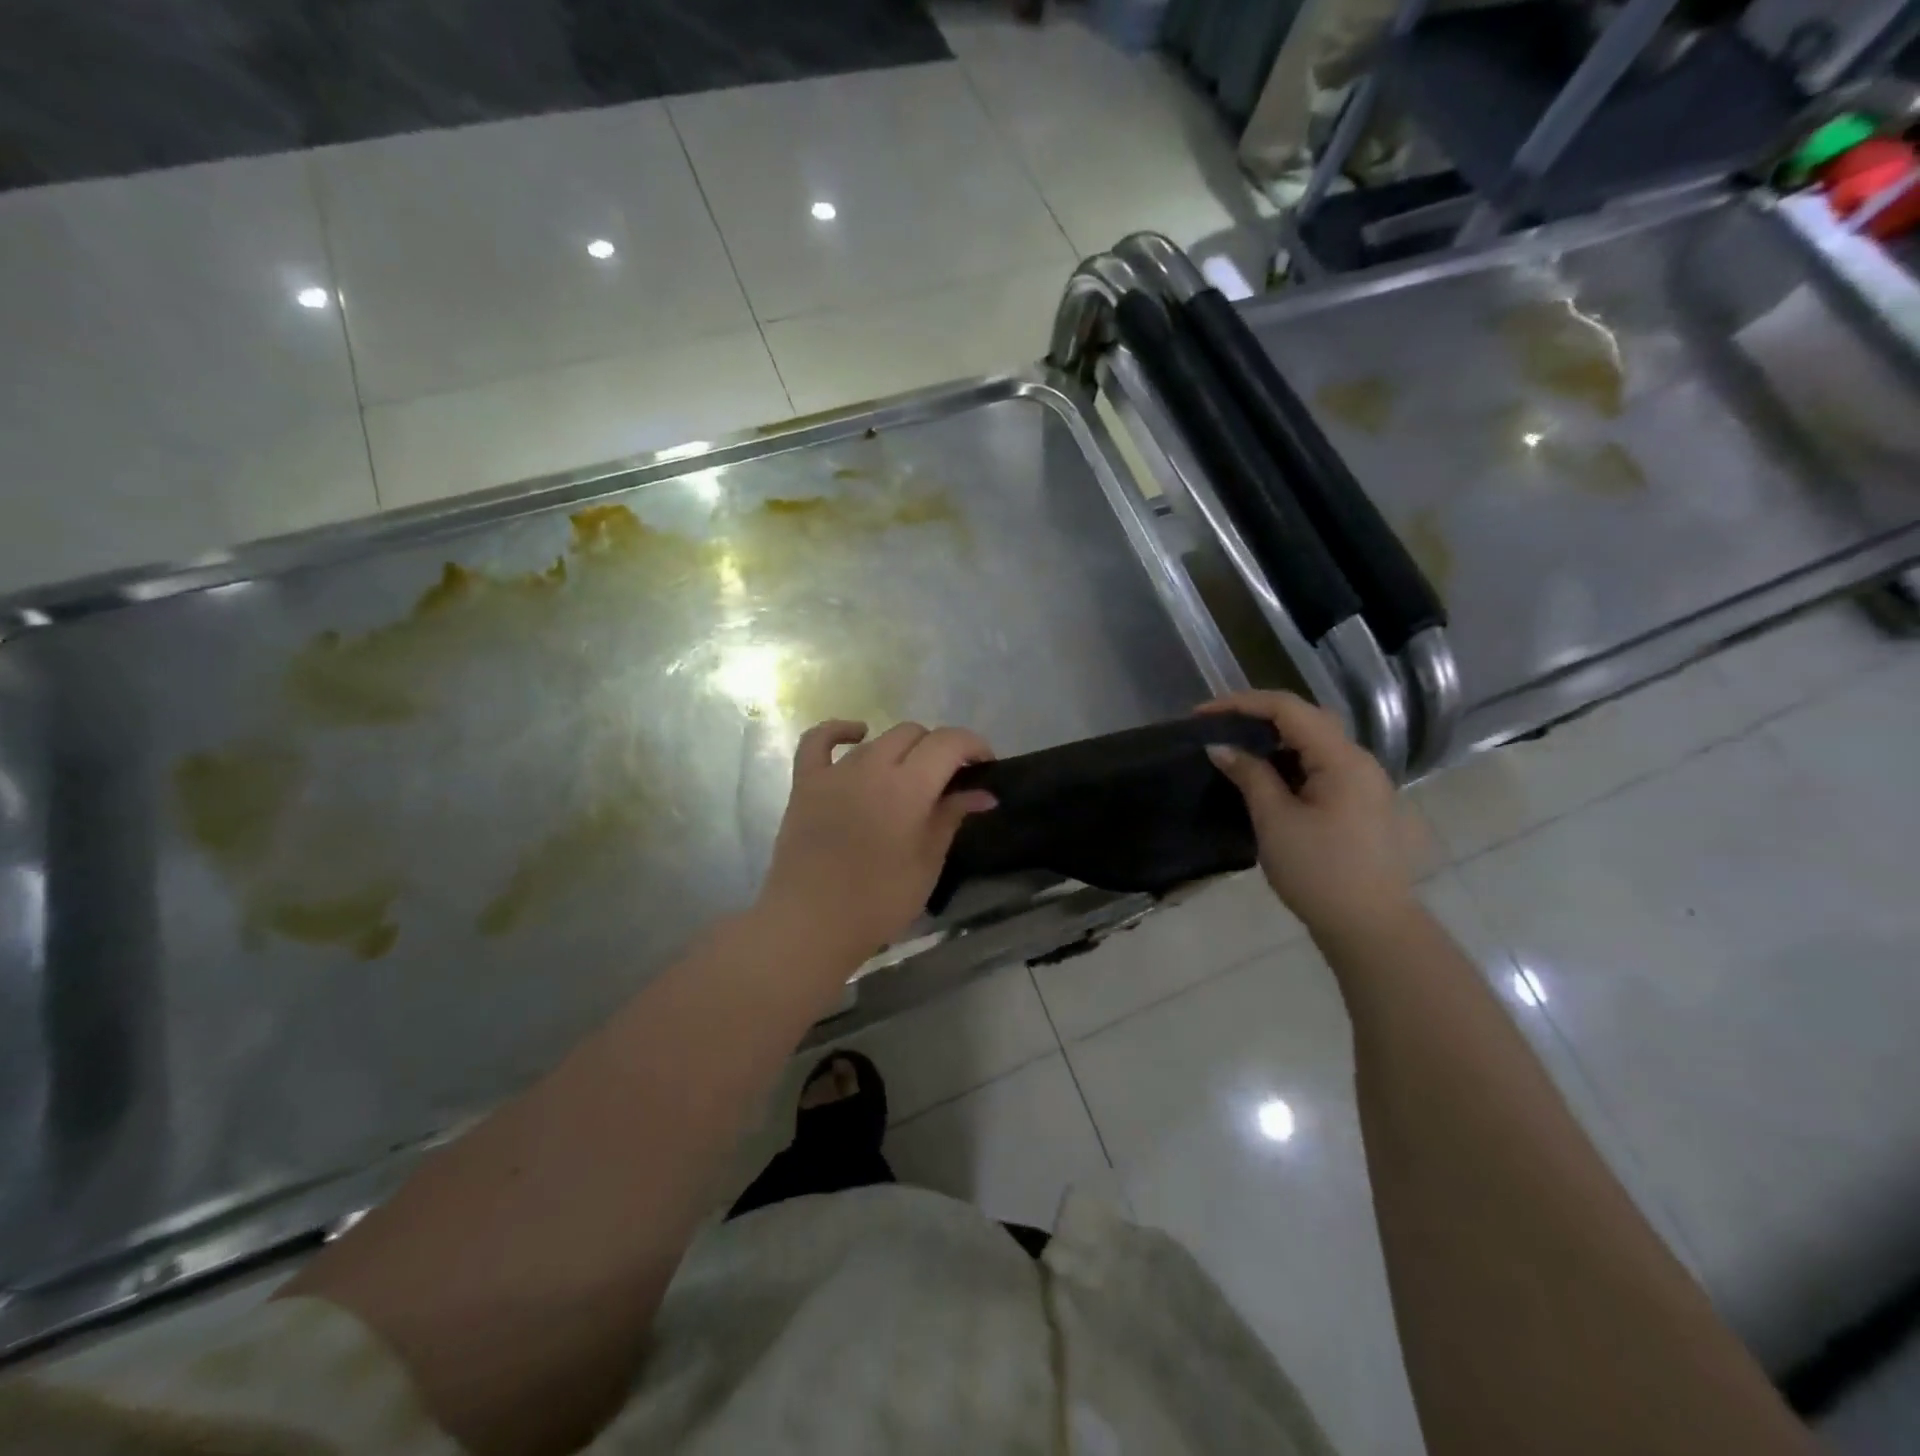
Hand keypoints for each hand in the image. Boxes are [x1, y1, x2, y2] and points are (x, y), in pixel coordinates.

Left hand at [758, 720, 996, 971]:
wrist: (810, 924)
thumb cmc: (878, 902)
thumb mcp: (927, 863)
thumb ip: (952, 817)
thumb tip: (982, 793)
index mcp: (907, 786)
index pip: (948, 742)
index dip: (973, 745)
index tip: (985, 766)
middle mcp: (871, 766)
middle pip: (914, 734)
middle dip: (940, 749)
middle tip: (950, 781)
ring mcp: (835, 772)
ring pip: (877, 740)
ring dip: (901, 751)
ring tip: (909, 780)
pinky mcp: (806, 783)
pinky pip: (819, 741)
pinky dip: (840, 731)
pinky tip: (857, 734)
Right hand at [1201, 692, 1413, 935]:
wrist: (1371, 928)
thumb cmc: (1319, 872)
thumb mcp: (1275, 821)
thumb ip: (1249, 775)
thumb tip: (1220, 746)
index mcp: (1343, 759)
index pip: (1289, 709)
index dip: (1242, 704)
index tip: (1202, 715)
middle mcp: (1360, 762)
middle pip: (1306, 720)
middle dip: (1258, 718)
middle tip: (1216, 728)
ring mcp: (1365, 784)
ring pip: (1315, 745)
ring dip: (1274, 741)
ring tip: (1234, 751)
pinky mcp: (1361, 805)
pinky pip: (1322, 768)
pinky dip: (1290, 763)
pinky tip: (1265, 779)